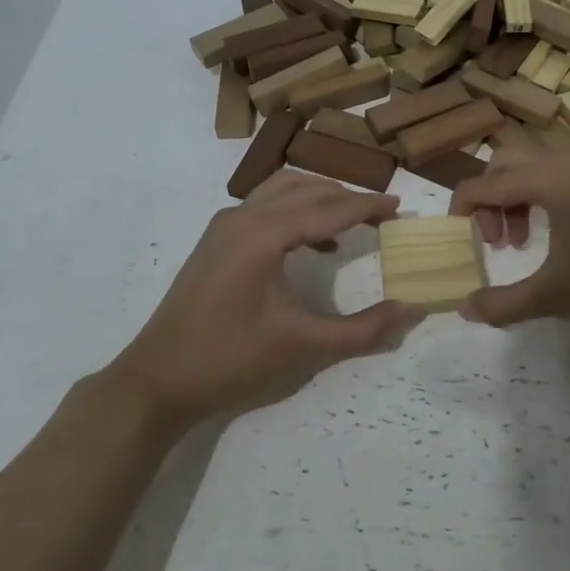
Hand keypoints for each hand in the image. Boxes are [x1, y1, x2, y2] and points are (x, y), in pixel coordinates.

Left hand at [108, 171, 423, 426]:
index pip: (329, 208)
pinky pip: (264, 208)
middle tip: (382, 216)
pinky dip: (295, 212)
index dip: (368, 206)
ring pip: (282, 191)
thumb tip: (411, 311)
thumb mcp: (304, 346)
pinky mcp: (215, 241)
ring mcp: (224, 226)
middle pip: (307, 190)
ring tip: (349, 223)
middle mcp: (243, 217)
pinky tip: (312, 246)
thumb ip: (363, 330)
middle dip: (347, 198)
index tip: (400, 207)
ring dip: (319, 200)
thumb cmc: (231, 359)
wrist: (157, 380)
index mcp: (265, 233)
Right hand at [448, 133, 569, 329]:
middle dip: (490, 197)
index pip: (487, 181)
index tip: (458, 239)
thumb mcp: (557, 296)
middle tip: (496, 241)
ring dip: (517, 195)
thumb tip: (464, 308)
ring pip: (537, 165)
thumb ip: (504, 303)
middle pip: (508, 161)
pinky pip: (562, 174)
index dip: (463, 207)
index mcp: (551, 180)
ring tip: (521, 242)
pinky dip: (543, 196)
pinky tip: (556, 237)